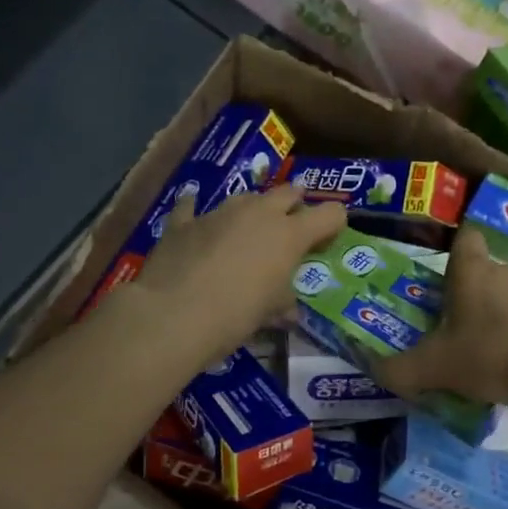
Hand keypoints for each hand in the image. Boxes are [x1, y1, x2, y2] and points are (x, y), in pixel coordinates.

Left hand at [131, 183, 346, 363]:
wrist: (173, 314)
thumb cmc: (235, 315)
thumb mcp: (269, 314)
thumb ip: (283, 303)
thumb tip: (289, 311)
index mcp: (289, 234)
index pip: (330, 214)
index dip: (333, 225)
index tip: (326, 242)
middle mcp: (258, 213)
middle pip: (288, 193)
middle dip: (294, 206)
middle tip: (291, 227)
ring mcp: (219, 212)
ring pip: (245, 197)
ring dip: (252, 210)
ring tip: (247, 231)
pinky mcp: (184, 222)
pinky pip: (193, 206)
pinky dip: (197, 210)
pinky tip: (193, 212)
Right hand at [377, 227, 507, 408]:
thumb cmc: (491, 355)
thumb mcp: (435, 368)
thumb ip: (401, 369)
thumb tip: (377, 370)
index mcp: (473, 273)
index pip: (465, 239)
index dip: (457, 252)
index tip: (450, 278)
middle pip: (490, 274)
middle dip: (479, 298)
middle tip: (467, 333)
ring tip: (503, 355)